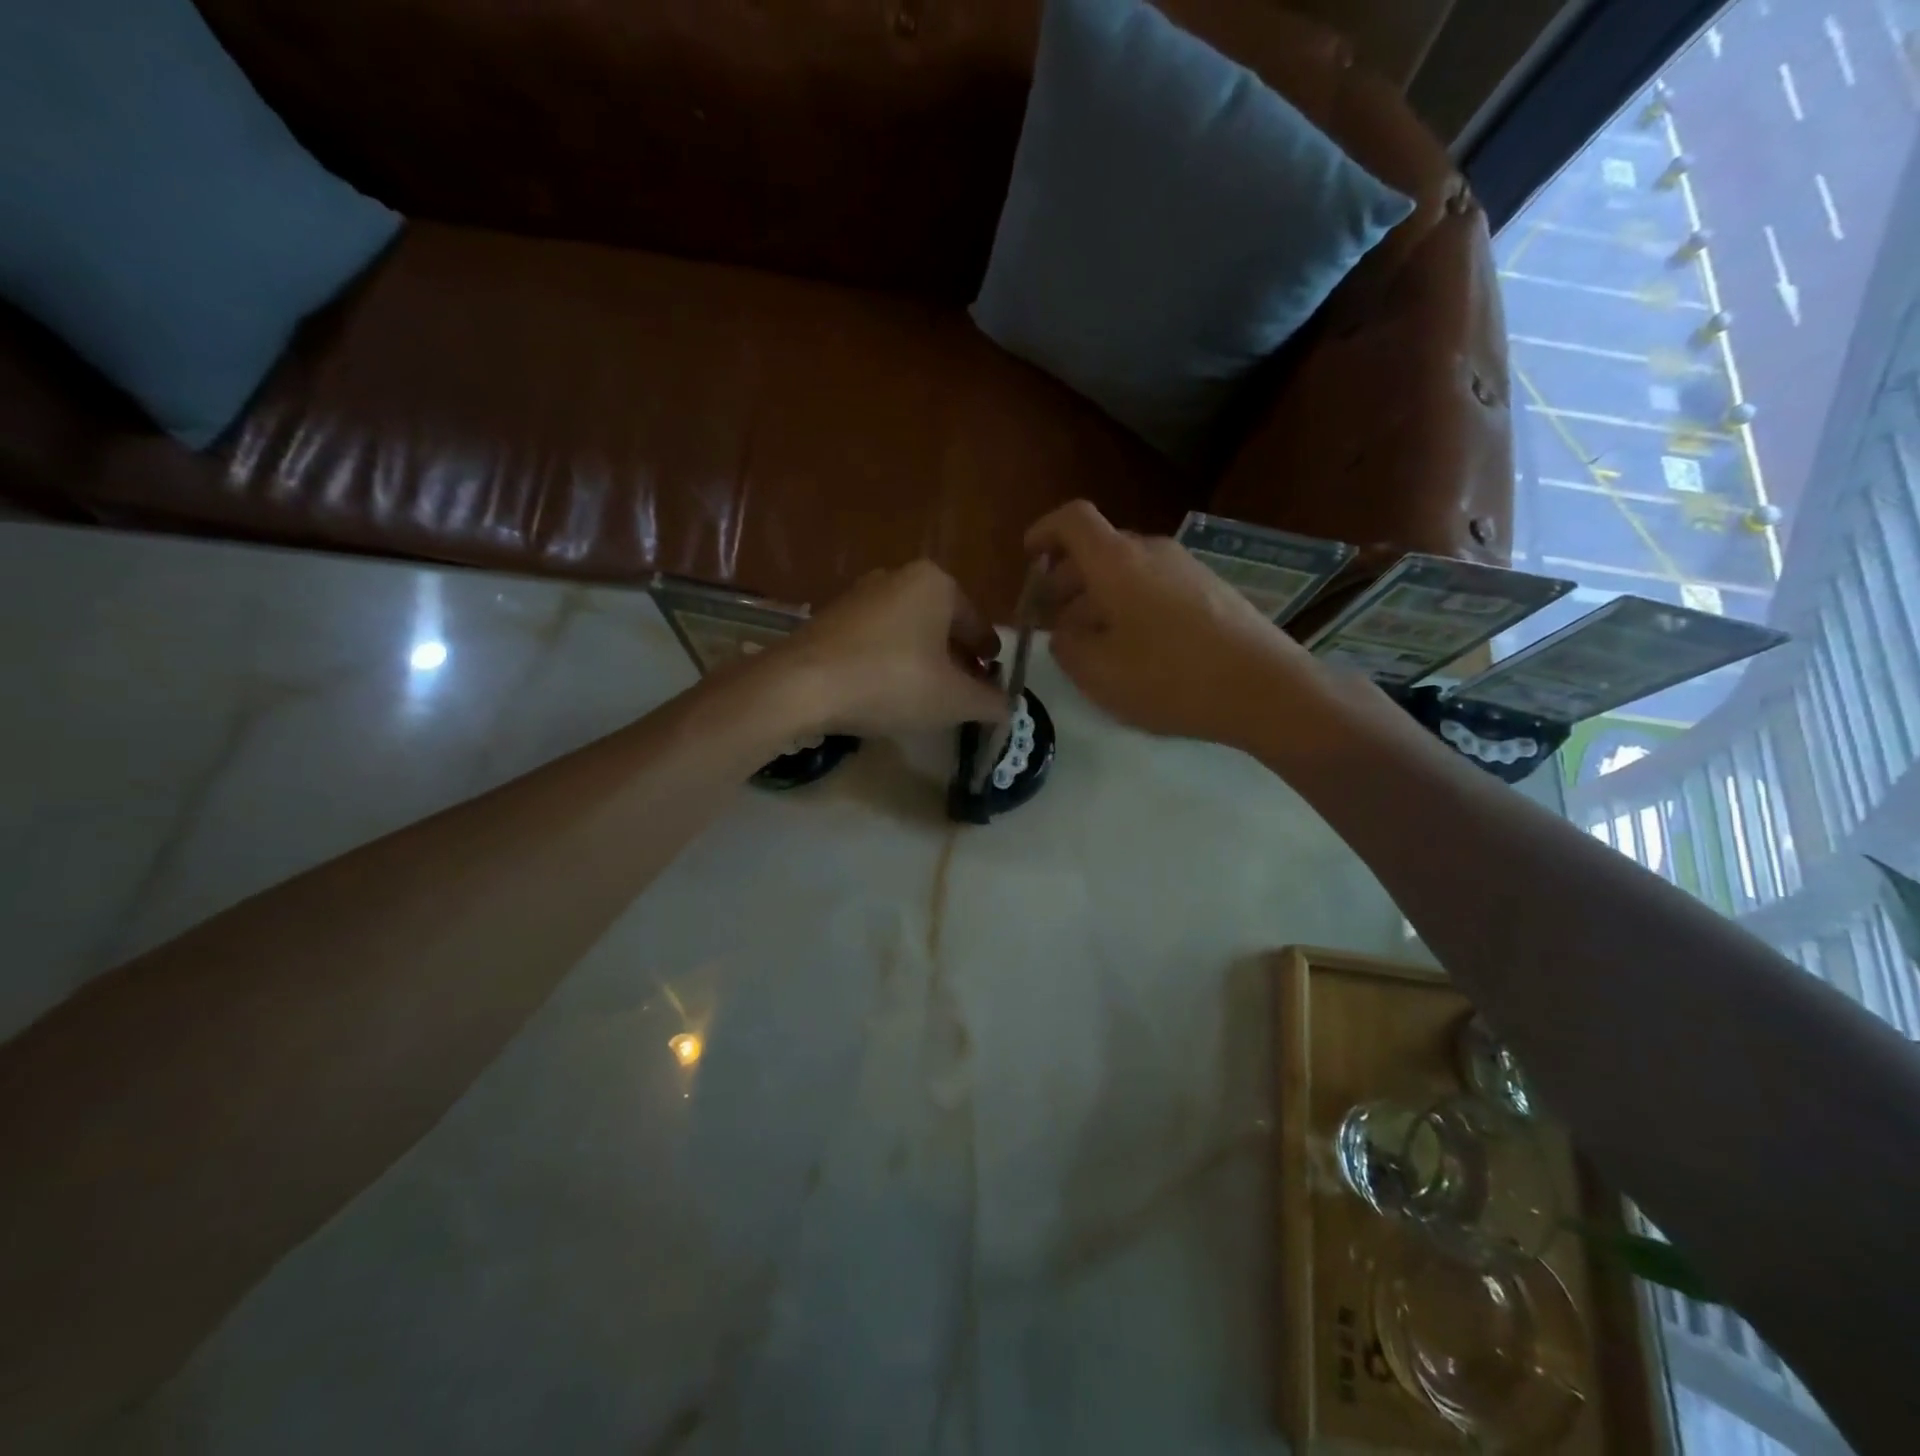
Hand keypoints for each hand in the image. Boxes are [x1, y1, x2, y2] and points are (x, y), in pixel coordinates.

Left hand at [772, 562, 1007, 735]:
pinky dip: (890, 662)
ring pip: (908, 632)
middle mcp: (898, 577)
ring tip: (926, 696)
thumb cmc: (892, 681)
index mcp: (936, 584)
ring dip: (922, 661)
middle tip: (963, 692)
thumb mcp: (954, 699)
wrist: (802, 685)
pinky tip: (887, 692)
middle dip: (955, 659)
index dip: (989, 657)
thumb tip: (1008, 707)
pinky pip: (876, 640)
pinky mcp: (831, 618)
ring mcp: (860, 595)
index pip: (977, 624)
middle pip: (942, 625)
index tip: (993, 681)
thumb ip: (989, 702)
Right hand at [1024, 500, 1325, 746]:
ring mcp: (1187, 567)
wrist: (1266, 689)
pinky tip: (1137, 647)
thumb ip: (1066, 645)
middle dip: (1067, 578)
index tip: (1028, 558)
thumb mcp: (1098, 672)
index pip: (1072, 520)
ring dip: (1100, 596)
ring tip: (1092, 641)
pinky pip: (1155, 585)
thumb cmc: (1170, 678)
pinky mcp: (1211, 589)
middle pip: (1099, 548)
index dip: (1044, 532)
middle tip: (1053, 618)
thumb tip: (1065, 630)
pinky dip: (1131, 604)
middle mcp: (1152, 550)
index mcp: (1117, 561)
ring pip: (1127, 570)